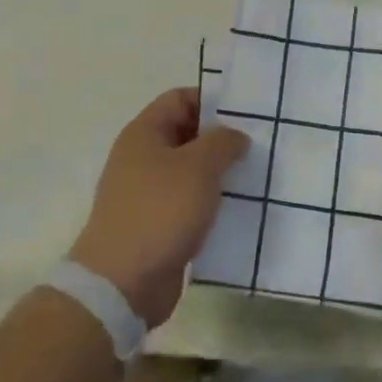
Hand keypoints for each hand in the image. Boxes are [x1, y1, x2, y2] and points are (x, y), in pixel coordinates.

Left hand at [70, 87, 248, 326]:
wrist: (122, 283)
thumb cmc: (160, 211)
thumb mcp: (198, 167)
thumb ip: (222, 142)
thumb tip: (234, 137)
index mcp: (144, 134)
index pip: (180, 99)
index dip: (212, 101)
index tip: (246, 115)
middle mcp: (142, 158)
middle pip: (187, 135)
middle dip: (221, 139)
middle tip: (259, 146)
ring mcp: (147, 193)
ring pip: (190, 172)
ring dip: (219, 174)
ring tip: (255, 178)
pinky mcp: (157, 225)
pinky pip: (189, 203)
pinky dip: (211, 204)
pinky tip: (238, 211)